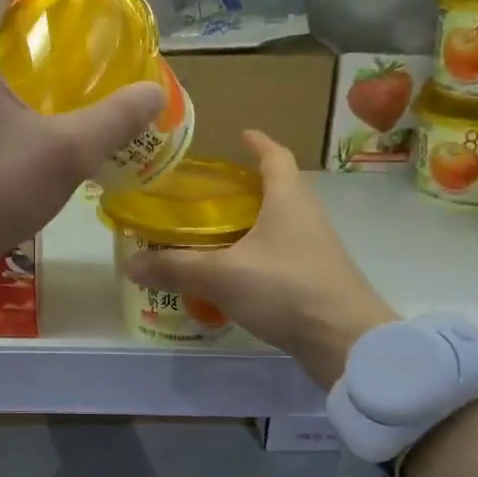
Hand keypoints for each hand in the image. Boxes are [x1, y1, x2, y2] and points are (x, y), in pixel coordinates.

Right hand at [123, 131, 398, 387]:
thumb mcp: (222, 275)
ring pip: (280, 222)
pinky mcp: (317, 277)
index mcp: (288, 198)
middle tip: (207, 192)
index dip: (257, 143)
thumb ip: (175, 267)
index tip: (239, 135)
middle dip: (245, 185)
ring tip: (213, 231)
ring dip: (251, 221)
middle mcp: (306, 215)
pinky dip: (258, 253)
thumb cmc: (286, 289)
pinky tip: (234, 271)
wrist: (348, 342)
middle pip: (278, 188)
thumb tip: (129, 262)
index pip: (275, 156)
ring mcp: (316, 248)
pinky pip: (282, 252)